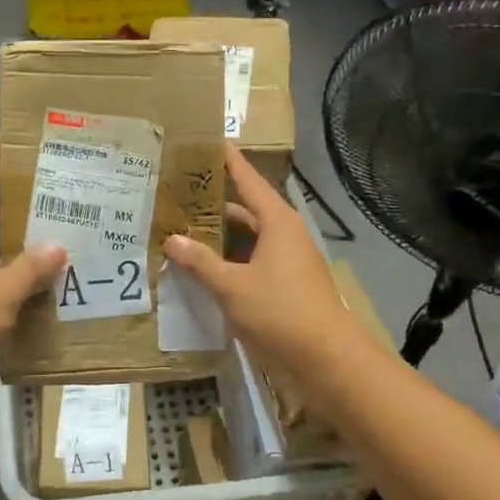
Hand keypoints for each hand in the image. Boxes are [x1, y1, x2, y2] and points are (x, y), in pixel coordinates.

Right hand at [163, 144, 368, 381]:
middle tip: (180, 194)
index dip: (229, 161)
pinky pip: (252, 261)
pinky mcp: (286, 285)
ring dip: (220, 237)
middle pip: (246, 210)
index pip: (248, 181)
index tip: (211, 140)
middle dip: (215, 203)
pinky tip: (205, 269)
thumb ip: (201, 262)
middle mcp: (284, 235)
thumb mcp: (232, 286)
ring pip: (248, 239)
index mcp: (277, 222)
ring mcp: (287, 261)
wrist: (327, 358)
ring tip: (183, 230)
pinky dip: (229, 261)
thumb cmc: (281, 312)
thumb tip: (172, 239)